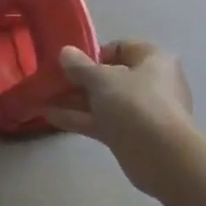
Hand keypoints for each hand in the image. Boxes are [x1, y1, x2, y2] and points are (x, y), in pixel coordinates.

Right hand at [45, 41, 196, 193]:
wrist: (162, 158)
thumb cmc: (135, 104)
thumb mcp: (101, 79)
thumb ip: (79, 66)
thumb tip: (65, 53)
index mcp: (153, 60)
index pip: (120, 48)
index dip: (93, 53)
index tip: (70, 63)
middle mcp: (151, 83)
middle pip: (109, 76)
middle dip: (79, 80)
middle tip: (51, 82)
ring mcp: (141, 111)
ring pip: (104, 101)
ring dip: (75, 100)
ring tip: (43, 99)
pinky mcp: (132, 136)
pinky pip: (102, 121)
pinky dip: (80, 118)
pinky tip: (50, 116)